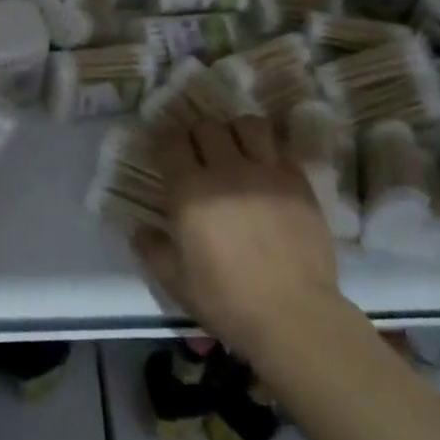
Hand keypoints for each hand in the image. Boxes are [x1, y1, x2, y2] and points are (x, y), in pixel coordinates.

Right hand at [131, 116, 343, 364]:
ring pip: (249, 124)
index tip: (164, 154)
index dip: (164, 142)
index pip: (171, 141)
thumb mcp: (175, 281)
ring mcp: (267, 173)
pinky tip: (266, 171)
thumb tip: (140, 230)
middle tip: (198, 155)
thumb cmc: (227, 300)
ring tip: (236, 152)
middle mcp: (227, 170)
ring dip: (236, 132)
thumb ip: (152, 249)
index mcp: (190, 191)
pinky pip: (281, 148)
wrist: (294, 316)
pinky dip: (268, 151)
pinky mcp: (299, 182)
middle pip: (207, 126)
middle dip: (197, 135)